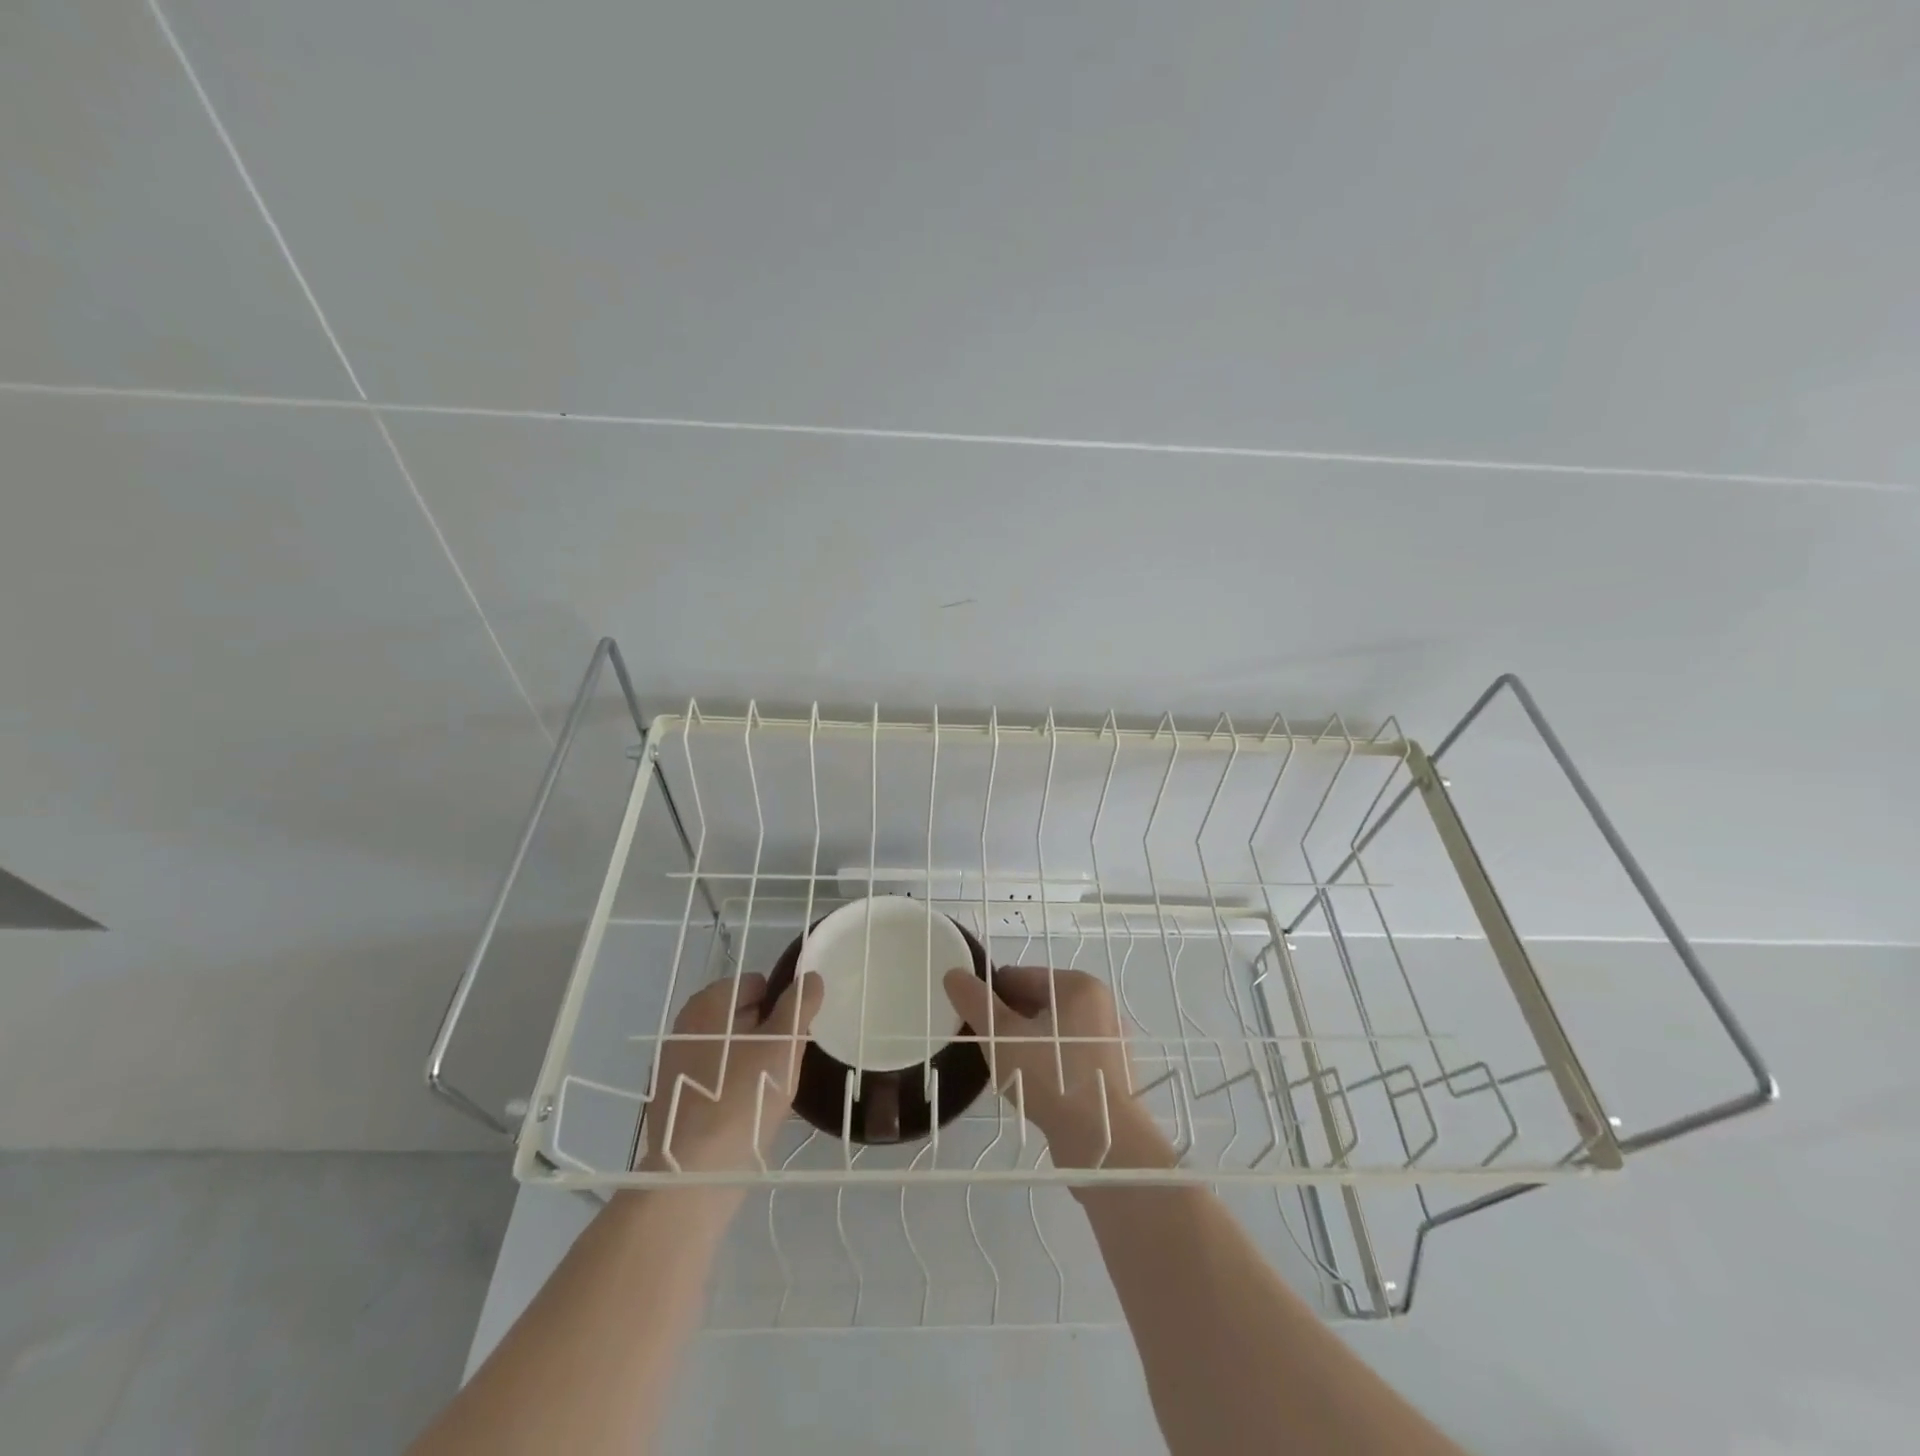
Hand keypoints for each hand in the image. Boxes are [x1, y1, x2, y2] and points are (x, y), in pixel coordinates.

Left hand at [636, 972, 823, 1172]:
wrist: (697, 1172)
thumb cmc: (745, 1095)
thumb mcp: (784, 1044)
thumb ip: (799, 1005)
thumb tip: (811, 978)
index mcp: (708, 1005)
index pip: (752, 984)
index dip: (779, 1001)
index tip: (794, 1029)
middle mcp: (684, 1027)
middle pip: (736, 1014)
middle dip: (764, 1028)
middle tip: (786, 1056)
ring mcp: (672, 1064)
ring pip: (723, 1047)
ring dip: (748, 1056)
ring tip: (771, 1084)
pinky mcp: (670, 1100)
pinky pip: (711, 1077)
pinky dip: (730, 1082)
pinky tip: (747, 1107)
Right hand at [942, 966, 1145, 1168]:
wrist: (1104, 1142)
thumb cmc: (1051, 1078)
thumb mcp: (1002, 1037)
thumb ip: (976, 1003)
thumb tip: (953, 974)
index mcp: (1079, 985)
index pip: (1020, 976)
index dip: (991, 998)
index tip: (974, 1024)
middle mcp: (1100, 1004)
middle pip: (1038, 1002)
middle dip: (1010, 1022)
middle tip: (989, 1050)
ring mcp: (1109, 1039)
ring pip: (1053, 1031)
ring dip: (1028, 1044)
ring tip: (1008, 1071)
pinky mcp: (1112, 1072)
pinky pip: (1069, 1055)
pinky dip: (1049, 1064)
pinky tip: (1033, 1088)